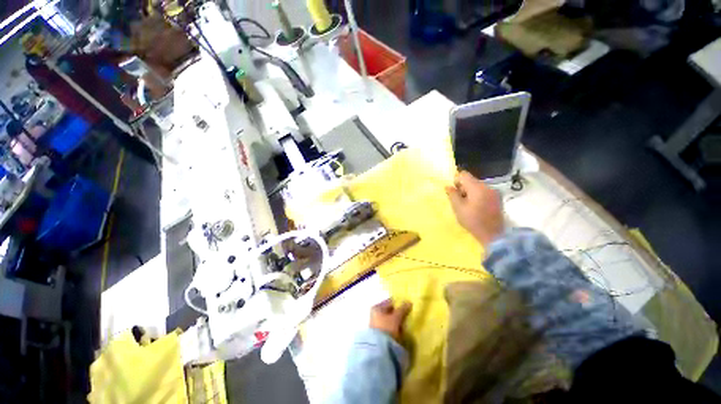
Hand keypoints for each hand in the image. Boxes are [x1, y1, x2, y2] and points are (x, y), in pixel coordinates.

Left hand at [370, 300, 411, 341]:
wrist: (379, 348)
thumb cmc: (387, 328)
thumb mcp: (396, 317)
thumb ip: (402, 309)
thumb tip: (409, 302)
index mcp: (377, 307)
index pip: (390, 302)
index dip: (398, 303)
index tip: (407, 306)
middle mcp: (375, 314)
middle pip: (389, 311)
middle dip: (398, 313)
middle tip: (408, 315)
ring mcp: (376, 324)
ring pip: (389, 320)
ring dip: (397, 322)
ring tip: (405, 325)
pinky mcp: (379, 334)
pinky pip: (389, 327)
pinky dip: (394, 328)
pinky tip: (400, 332)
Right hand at [445, 171, 504, 245]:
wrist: (493, 235)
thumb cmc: (473, 221)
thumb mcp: (458, 208)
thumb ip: (452, 195)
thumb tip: (448, 186)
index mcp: (477, 188)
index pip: (464, 175)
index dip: (456, 180)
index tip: (453, 191)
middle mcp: (487, 186)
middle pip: (471, 180)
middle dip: (463, 188)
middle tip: (459, 201)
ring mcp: (494, 192)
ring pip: (477, 186)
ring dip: (470, 192)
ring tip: (467, 205)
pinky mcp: (497, 199)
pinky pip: (484, 192)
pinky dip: (477, 196)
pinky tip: (476, 207)